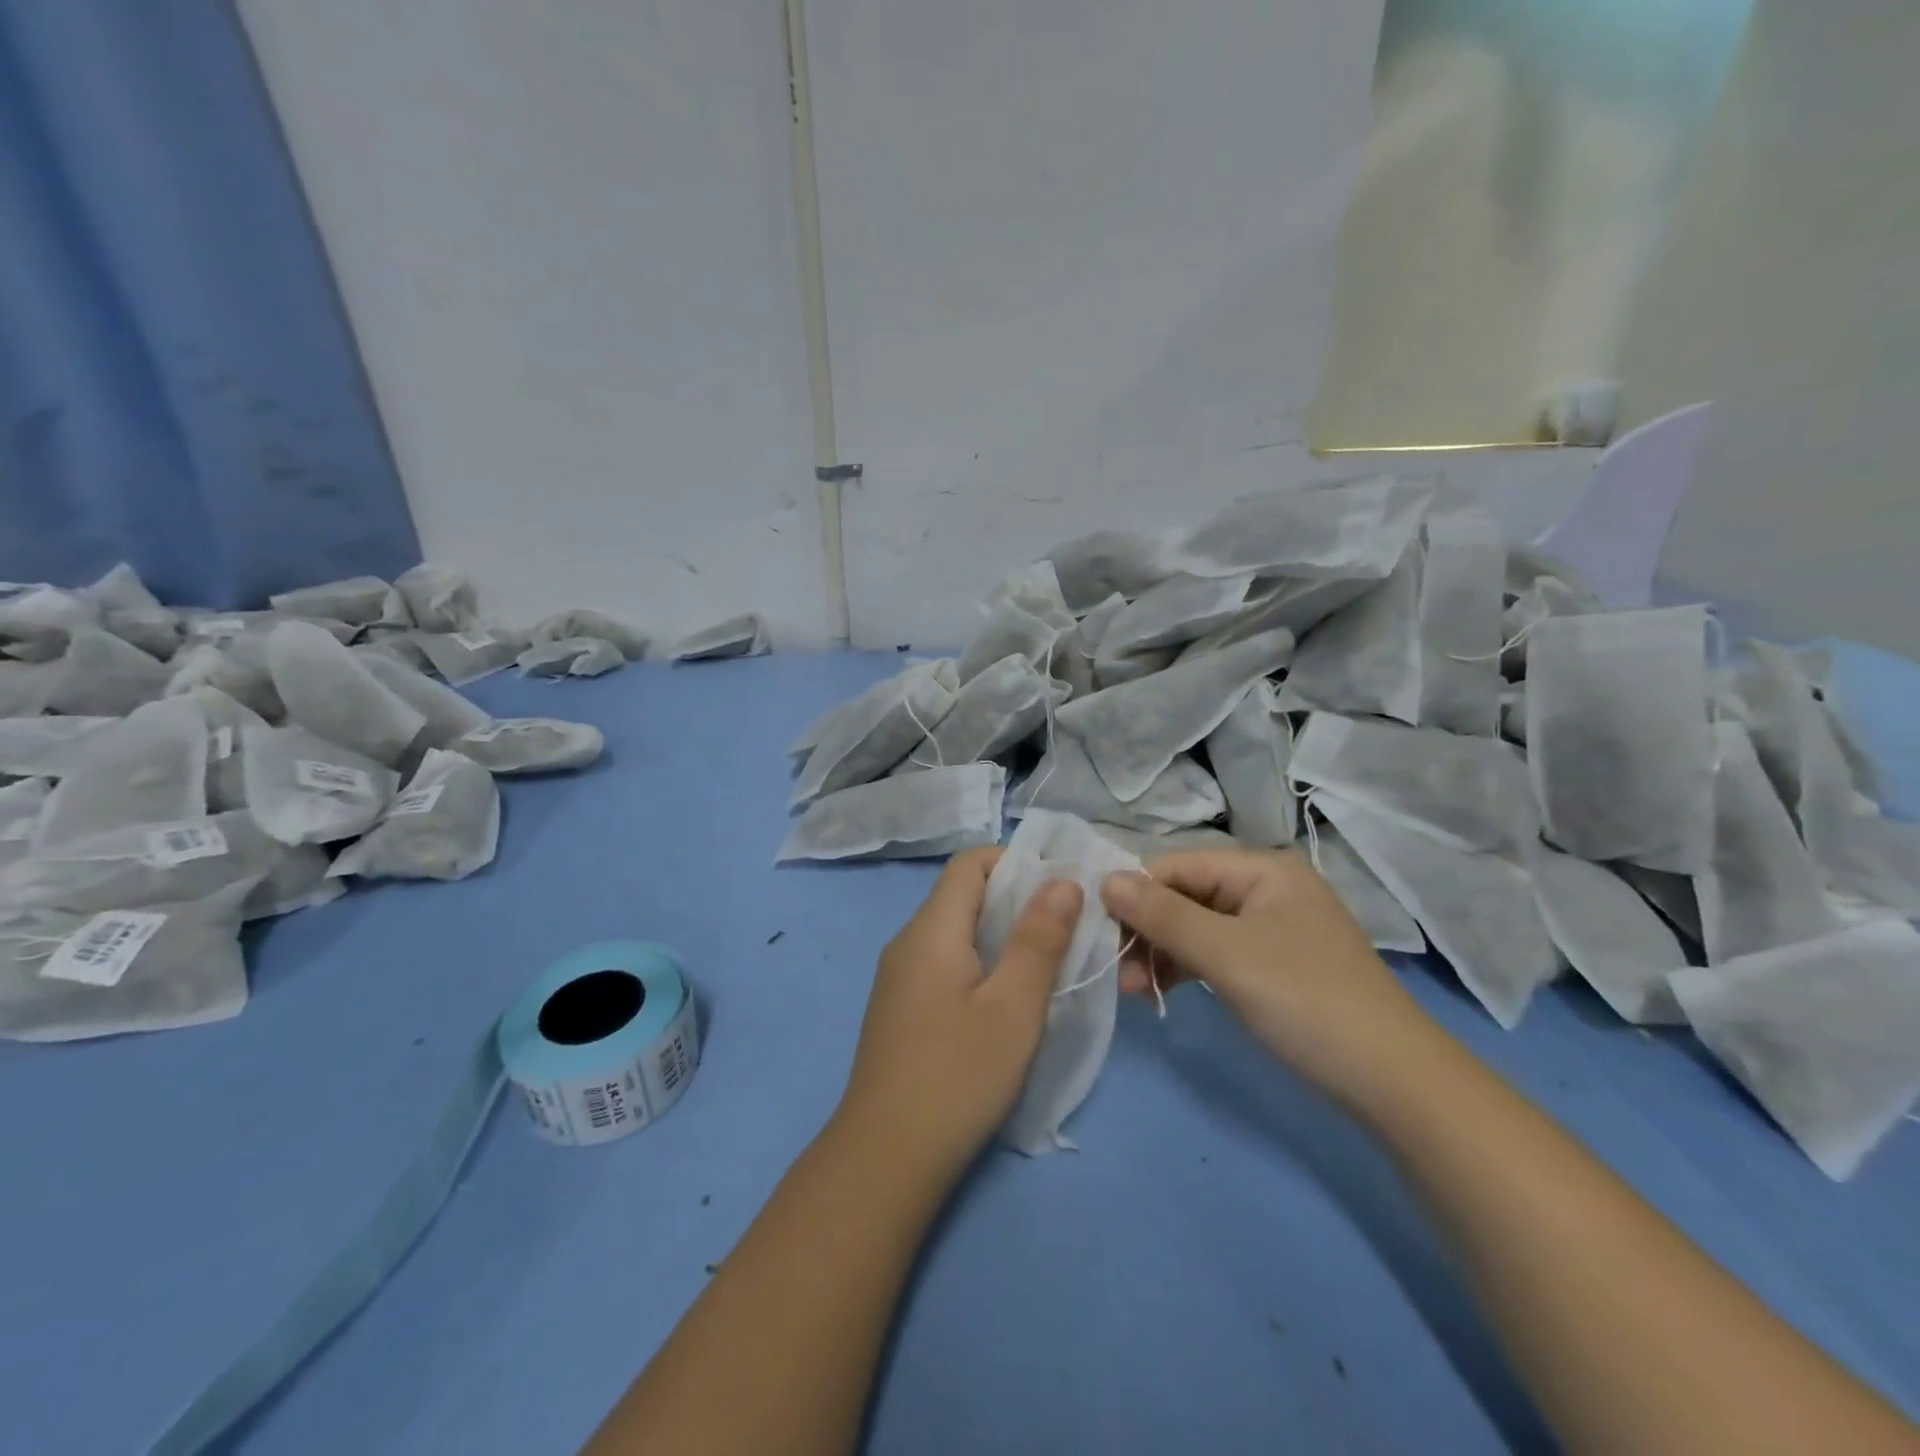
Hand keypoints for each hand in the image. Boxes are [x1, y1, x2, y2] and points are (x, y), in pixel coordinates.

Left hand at [835, 848, 1082, 1181]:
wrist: (885, 1158)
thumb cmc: (957, 1076)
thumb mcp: (1013, 1007)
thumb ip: (1039, 940)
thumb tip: (1062, 881)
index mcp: (930, 930)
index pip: (969, 864)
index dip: (1016, 862)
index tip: (1060, 887)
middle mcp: (907, 942)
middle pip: (962, 895)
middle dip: (1016, 900)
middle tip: (1066, 926)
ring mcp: (899, 976)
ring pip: (955, 931)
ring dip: (1001, 934)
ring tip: (1045, 960)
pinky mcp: (901, 1007)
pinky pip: (944, 962)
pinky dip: (980, 962)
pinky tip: (1006, 998)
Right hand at [1101, 848, 1434, 1104]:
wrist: (1394, 1082)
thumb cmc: (1306, 1001)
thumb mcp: (1227, 954)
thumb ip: (1163, 915)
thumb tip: (1105, 879)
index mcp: (1262, 869)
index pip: (1178, 865)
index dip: (1136, 892)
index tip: (1100, 931)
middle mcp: (1266, 888)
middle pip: (1185, 895)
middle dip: (1147, 930)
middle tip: (1117, 971)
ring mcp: (1270, 928)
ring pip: (1195, 927)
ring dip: (1160, 953)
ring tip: (1134, 991)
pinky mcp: (1271, 964)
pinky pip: (1214, 953)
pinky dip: (1185, 969)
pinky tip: (1161, 993)